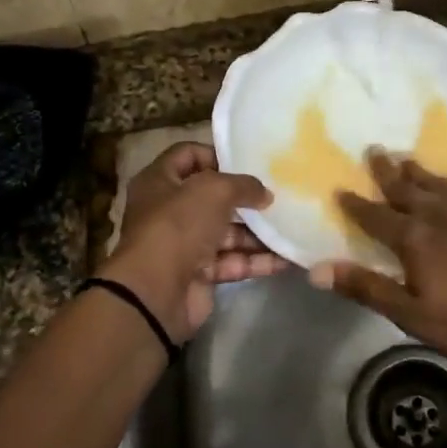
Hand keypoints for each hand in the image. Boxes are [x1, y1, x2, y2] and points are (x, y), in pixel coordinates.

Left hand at [103, 142, 289, 340]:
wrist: (156, 292)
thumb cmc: (179, 225)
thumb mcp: (214, 190)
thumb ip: (244, 185)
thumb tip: (265, 194)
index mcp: (159, 181)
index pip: (188, 155)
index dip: (216, 155)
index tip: (248, 162)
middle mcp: (169, 210)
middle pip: (211, 197)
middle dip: (244, 198)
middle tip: (277, 195)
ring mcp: (184, 244)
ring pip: (226, 232)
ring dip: (257, 232)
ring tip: (290, 227)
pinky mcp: (198, 274)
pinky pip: (232, 262)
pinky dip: (256, 260)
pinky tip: (285, 258)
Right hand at [308, 151, 446, 375]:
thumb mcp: (415, 317)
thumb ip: (367, 288)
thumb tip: (317, 269)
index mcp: (415, 238)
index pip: (375, 216)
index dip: (355, 204)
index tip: (340, 189)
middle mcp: (440, 212)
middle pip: (406, 187)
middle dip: (386, 171)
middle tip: (373, 151)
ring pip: (437, 181)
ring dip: (417, 170)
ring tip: (404, 158)